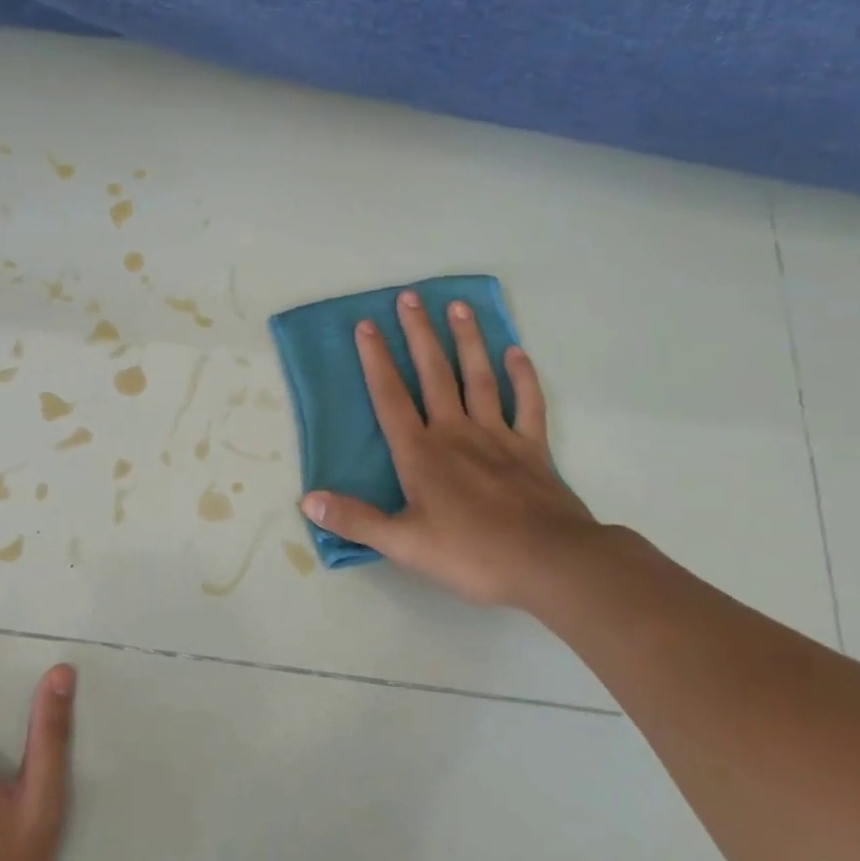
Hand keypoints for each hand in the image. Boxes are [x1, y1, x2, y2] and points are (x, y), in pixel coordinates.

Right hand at [300, 289, 600, 607]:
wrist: (551, 564)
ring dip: (467, 341)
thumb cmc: (472, 554)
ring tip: (458, 306)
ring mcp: (498, 437)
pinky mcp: (533, 449)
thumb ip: (356, 520)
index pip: (391, 397)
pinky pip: (528, 404)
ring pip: (479, 378)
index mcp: (421, 453)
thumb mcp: (404, 544)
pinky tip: (517, 353)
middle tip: (410, 296)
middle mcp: (456, 433)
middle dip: (419, 334)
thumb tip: (307, 500)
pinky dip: (523, 377)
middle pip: (434, 374)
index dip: (376, 360)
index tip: (366, 324)